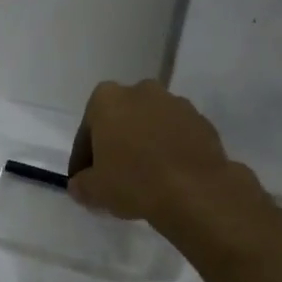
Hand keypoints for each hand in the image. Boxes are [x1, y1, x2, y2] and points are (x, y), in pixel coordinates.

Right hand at [67, 79, 232, 227]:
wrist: (196, 191)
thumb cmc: (134, 182)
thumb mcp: (94, 190)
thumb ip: (81, 185)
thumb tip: (80, 185)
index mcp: (107, 99)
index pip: (87, 130)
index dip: (83, 157)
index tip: (84, 179)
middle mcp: (141, 91)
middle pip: (121, 119)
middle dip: (117, 142)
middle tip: (115, 174)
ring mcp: (176, 103)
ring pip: (151, 124)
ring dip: (146, 143)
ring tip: (145, 177)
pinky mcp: (202, 121)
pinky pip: (177, 135)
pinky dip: (170, 150)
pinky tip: (169, 176)